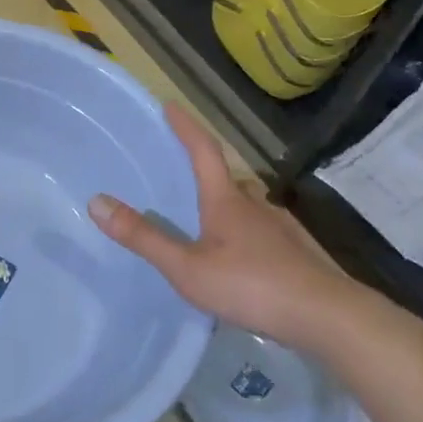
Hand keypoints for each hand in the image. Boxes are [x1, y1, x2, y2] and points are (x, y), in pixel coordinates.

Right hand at [88, 105, 354, 345]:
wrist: (326, 316)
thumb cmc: (251, 285)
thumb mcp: (186, 267)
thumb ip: (143, 237)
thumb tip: (96, 201)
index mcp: (226, 200)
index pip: (203, 150)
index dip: (186, 127)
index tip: (171, 105)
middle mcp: (255, 203)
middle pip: (226, 177)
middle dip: (205, 171)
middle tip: (182, 178)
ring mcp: (280, 226)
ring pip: (247, 205)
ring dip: (226, 206)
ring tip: (206, 226)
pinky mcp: (297, 251)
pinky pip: (262, 231)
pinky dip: (245, 234)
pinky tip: (241, 260)